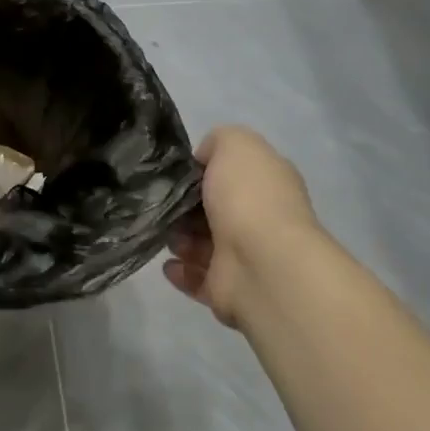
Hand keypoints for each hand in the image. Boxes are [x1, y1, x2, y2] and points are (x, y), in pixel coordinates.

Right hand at [163, 125, 322, 328]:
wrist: (262, 264)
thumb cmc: (248, 198)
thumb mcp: (236, 144)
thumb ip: (219, 140)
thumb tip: (205, 158)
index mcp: (267, 184)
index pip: (232, 173)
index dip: (203, 170)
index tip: (177, 172)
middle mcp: (259, 219)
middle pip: (213, 210)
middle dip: (184, 207)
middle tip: (162, 204)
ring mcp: (245, 257)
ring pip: (202, 244)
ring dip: (179, 238)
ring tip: (165, 235)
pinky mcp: (228, 290)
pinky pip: (197, 278)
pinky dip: (180, 270)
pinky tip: (168, 263)